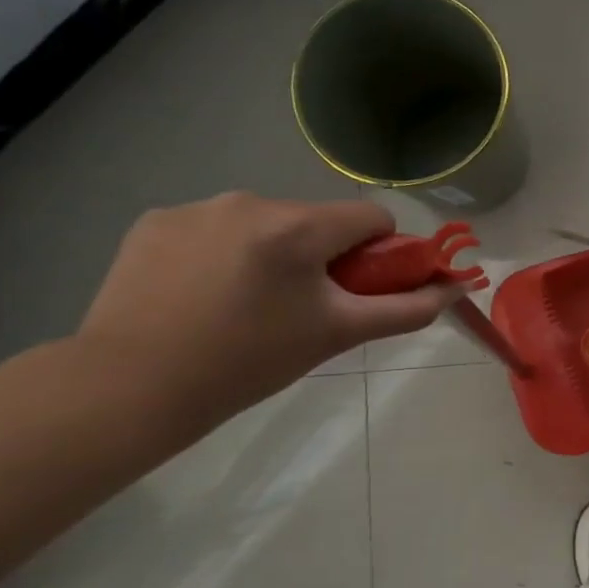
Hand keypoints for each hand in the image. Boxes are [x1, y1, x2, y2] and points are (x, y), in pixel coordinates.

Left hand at [77, 194, 456, 425]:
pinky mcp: (154, 221)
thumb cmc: (251, 361)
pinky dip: (227, 253)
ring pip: (268, 223)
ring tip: (250, 304)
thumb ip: (407, 308)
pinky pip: (218, 228)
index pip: (372, 217)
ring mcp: (195, 208)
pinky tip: (206, 294)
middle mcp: (248, 201)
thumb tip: (456, 290)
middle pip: (318, 220)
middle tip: (306, 308)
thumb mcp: (340, 333)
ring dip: (276, 253)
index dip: (382, 252)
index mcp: (297, 226)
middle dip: (325, 256)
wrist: (132, 386)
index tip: (362, 289)